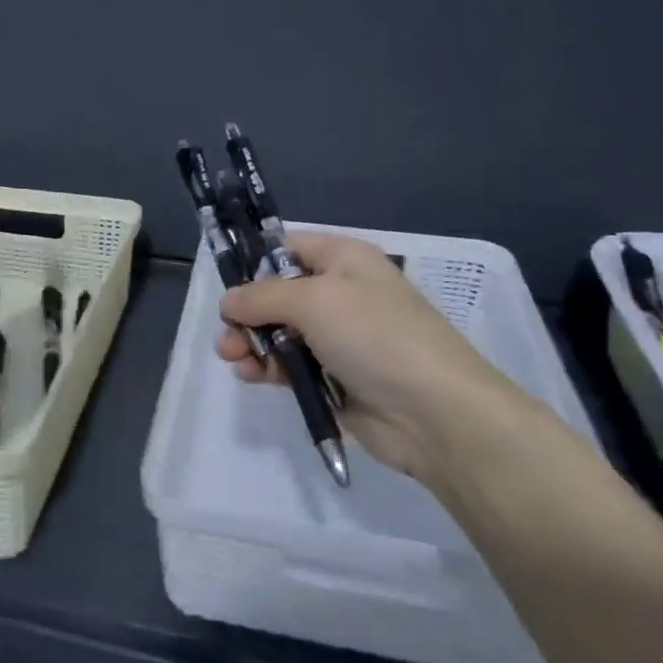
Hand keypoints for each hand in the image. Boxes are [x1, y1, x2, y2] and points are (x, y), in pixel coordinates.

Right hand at [217, 232, 541, 486]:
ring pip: (282, 332)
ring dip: (254, 343)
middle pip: (279, 294)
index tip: (227, 286)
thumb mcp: (314, 300)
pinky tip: (252, 376)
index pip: (290, 249)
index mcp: (345, 260)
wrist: (435, 412)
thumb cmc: (375, 336)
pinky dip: (270, 368)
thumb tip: (228, 301)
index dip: (256, 263)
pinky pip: (294, 366)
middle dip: (248, 313)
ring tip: (233, 358)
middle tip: (226, 335)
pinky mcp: (337, 378)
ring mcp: (340, 339)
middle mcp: (342, 294)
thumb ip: (263, 297)